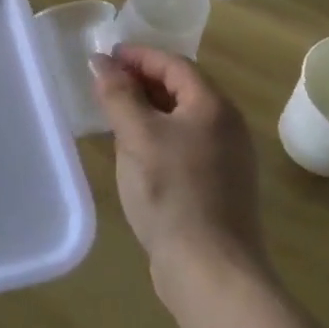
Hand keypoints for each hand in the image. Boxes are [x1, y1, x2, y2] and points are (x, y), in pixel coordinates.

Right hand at [92, 46, 268, 298]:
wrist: (211, 271)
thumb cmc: (171, 192)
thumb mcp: (136, 136)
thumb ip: (117, 94)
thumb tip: (101, 61)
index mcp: (213, 106)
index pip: (174, 64)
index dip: (138, 56)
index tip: (105, 57)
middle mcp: (228, 126)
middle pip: (182, 88)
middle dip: (142, 80)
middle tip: (105, 84)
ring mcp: (228, 159)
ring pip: (183, 118)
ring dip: (149, 108)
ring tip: (115, 114)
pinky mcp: (221, 187)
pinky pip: (186, 143)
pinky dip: (159, 135)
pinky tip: (136, 152)